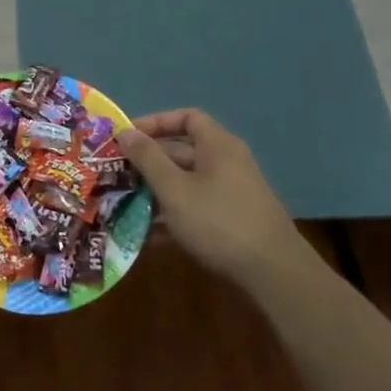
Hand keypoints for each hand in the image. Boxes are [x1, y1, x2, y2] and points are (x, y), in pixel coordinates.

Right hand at [118, 109, 301, 287]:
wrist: (273, 272)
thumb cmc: (218, 220)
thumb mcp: (174, 189)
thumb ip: (148, 158)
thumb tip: (125, 132)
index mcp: (217, 145)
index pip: (186, 118)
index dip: (156, 123)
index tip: (128, 137)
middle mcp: (227, 162)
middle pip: (182, 151)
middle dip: (148, 163)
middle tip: (116, 174)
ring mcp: (231, 193)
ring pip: (186, 183)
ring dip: (156, 192)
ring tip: (124, 205)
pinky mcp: (232, 220)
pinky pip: (196, 207)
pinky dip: (172, 216)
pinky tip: (147, 236)